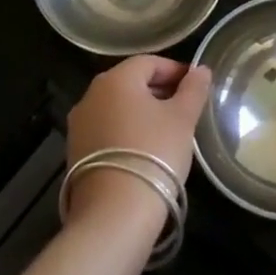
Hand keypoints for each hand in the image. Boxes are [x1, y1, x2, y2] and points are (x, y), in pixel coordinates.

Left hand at [63, 56, 211, 226]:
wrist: (114, 212)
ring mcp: (79, 124)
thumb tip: (200, 70)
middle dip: (159, 90)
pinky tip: (145, 150)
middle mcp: (91, 95)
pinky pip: (106, 129)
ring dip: (142, 111)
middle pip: (130, 82)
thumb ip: (193, 89)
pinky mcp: (75, 152)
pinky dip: (126, 131)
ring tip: (167, 130)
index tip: (195, 86)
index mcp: (116, 79)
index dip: (175, 70)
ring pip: (117, 107)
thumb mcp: (183, 118)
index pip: (149, 62)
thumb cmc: (154, 152)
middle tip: (185, 108)